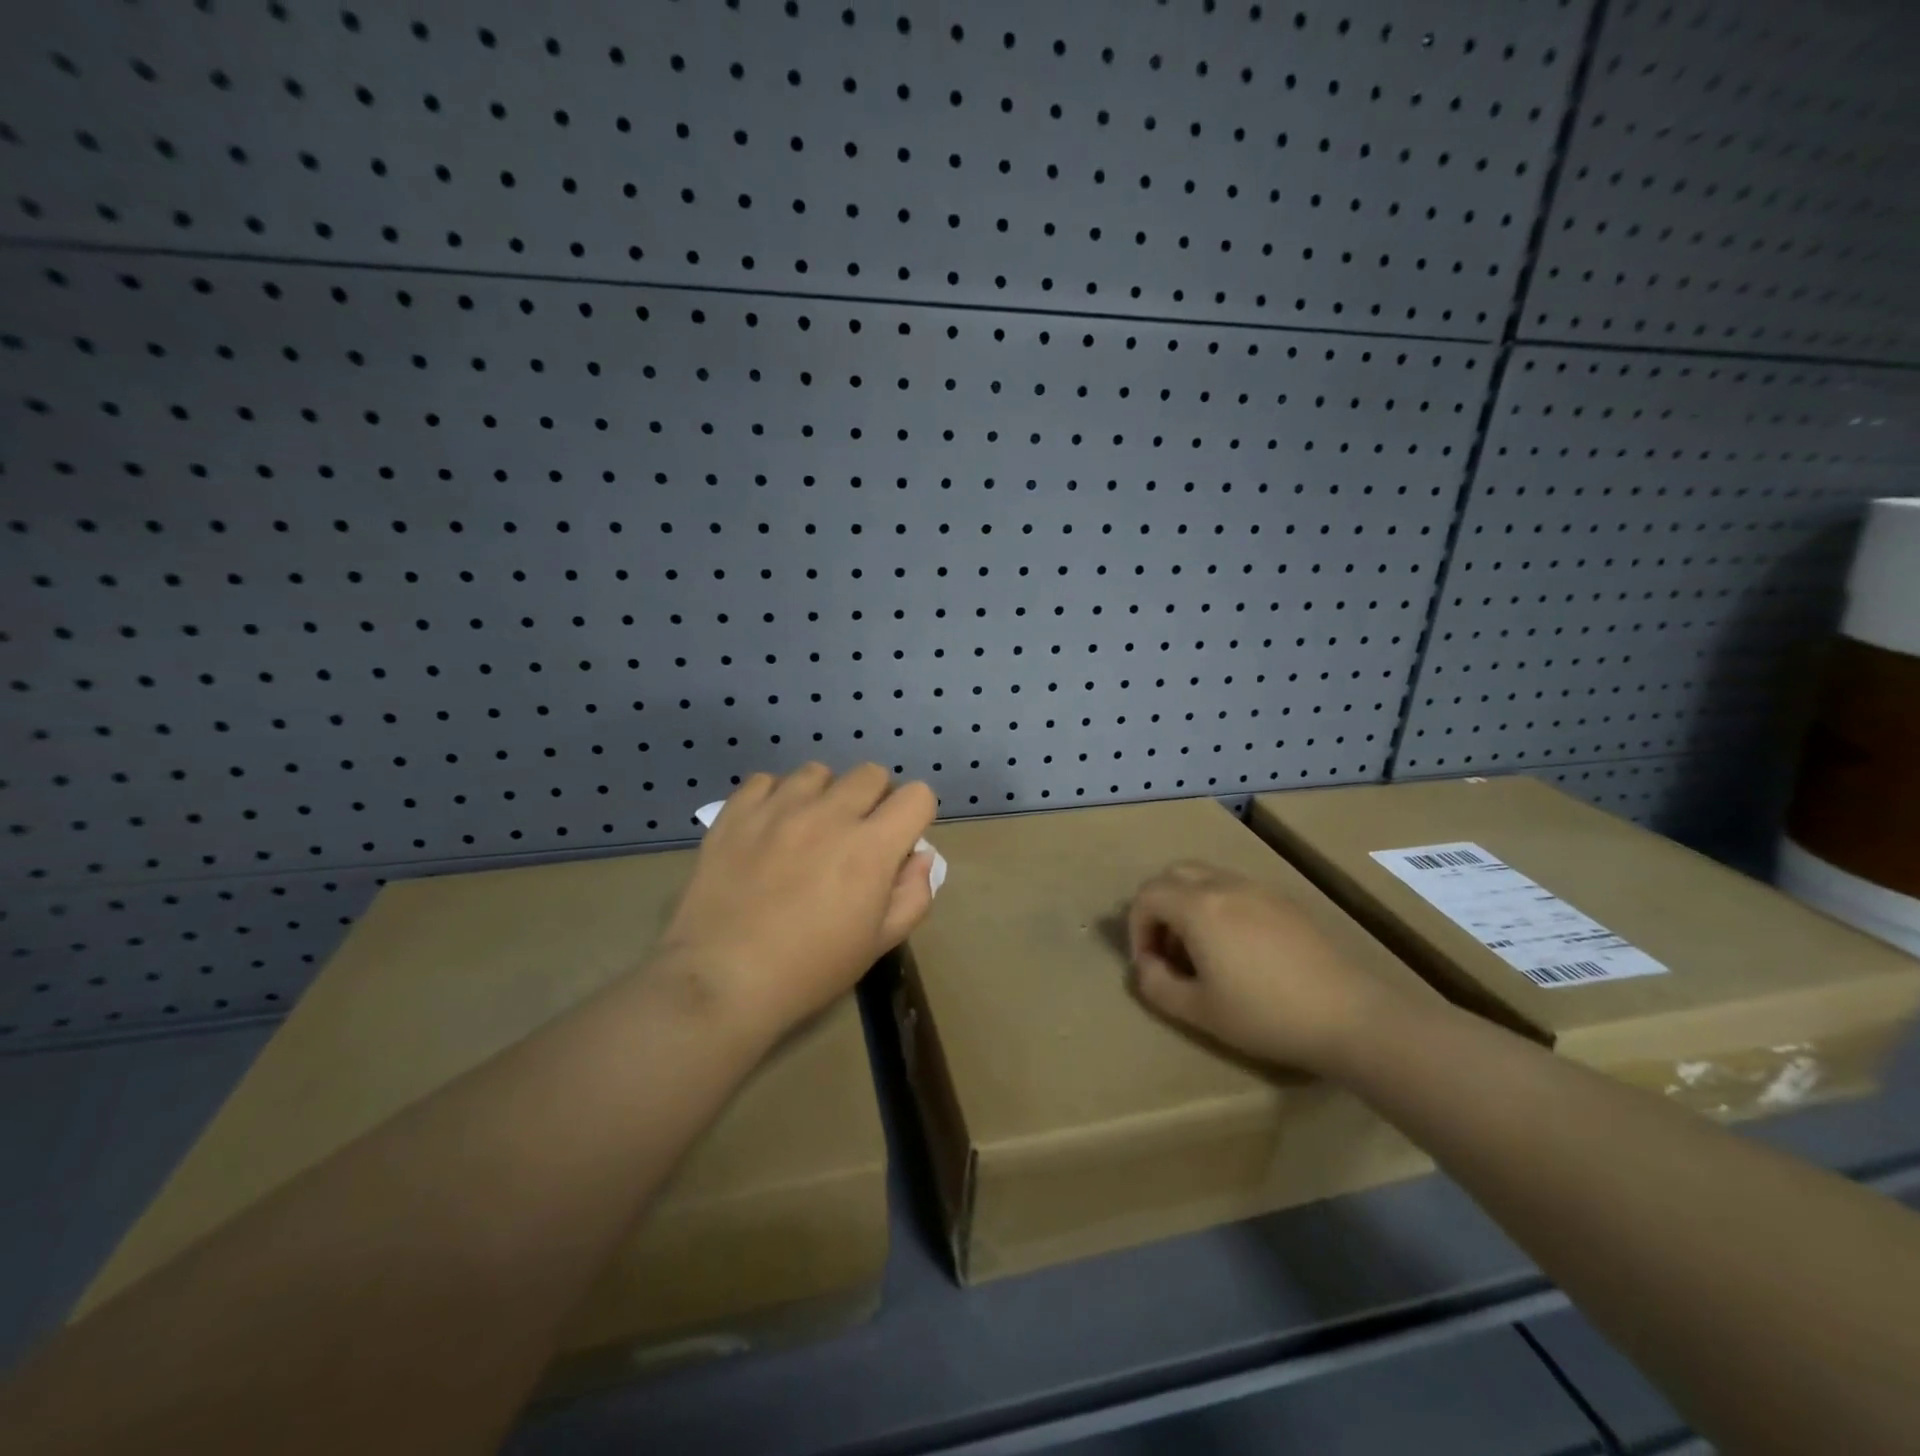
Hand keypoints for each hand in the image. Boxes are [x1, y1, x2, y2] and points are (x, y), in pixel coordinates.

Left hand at [656, 763, 937, 1042]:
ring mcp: (778, 808)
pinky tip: (768, 828)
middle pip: (871, 774)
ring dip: (824, 796)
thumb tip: (919, 857)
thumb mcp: (879, 943)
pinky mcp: (736, 812)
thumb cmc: (810, 970)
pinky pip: (765, 780)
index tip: (898, 842)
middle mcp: (829, 814)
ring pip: (818, 772)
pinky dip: (774, 797)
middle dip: (874, 800)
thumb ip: (913, 895)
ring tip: (808, 830)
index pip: (917, 796)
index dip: (915, 816)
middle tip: (855, 837)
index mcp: (871, 847)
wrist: (722, 980)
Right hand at [1127, 861, 1405, 1077]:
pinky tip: (1239, 951)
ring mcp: (1258, 889)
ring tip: (1202, 952)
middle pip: (1173, 875)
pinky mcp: (1285, 901)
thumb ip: (1155, 984)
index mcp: (1198, 906)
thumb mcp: (1198, 1011)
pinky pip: (1235, 889)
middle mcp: (1224, 885)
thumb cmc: (1265, 1015)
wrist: (1350, 1016)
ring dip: (1188, 906)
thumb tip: (1145, 964)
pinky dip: (1219, 907)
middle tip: (1168, 950)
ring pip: (1205, 878)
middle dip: (1159, 908)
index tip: (1150, 964)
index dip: (1136, 928)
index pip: (1147, 895)